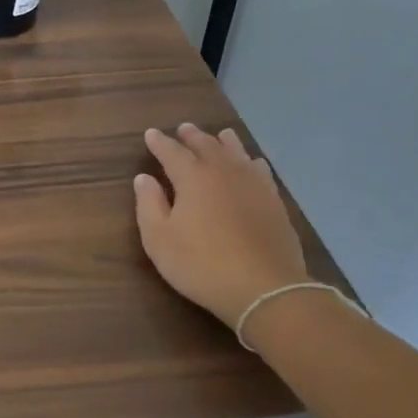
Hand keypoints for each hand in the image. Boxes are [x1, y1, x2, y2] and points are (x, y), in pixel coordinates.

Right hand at [134, 125, 308, 328]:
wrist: (264, 288)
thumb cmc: (201, 264)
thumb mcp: (159, 239)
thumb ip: (149, 204)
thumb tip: (144, 178)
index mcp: (193, 178)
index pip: (172, 152)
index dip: (159, 143)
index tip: (151, 134)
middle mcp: (224, 172)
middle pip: (206, 146)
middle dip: (192, 137)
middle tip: (183, 128)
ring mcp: (253, 184)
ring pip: (237, 153)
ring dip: (224, 142)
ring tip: (220, 134)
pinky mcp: (274, 201)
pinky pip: (260, 170)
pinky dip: (250, 161)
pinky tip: (252, 163)